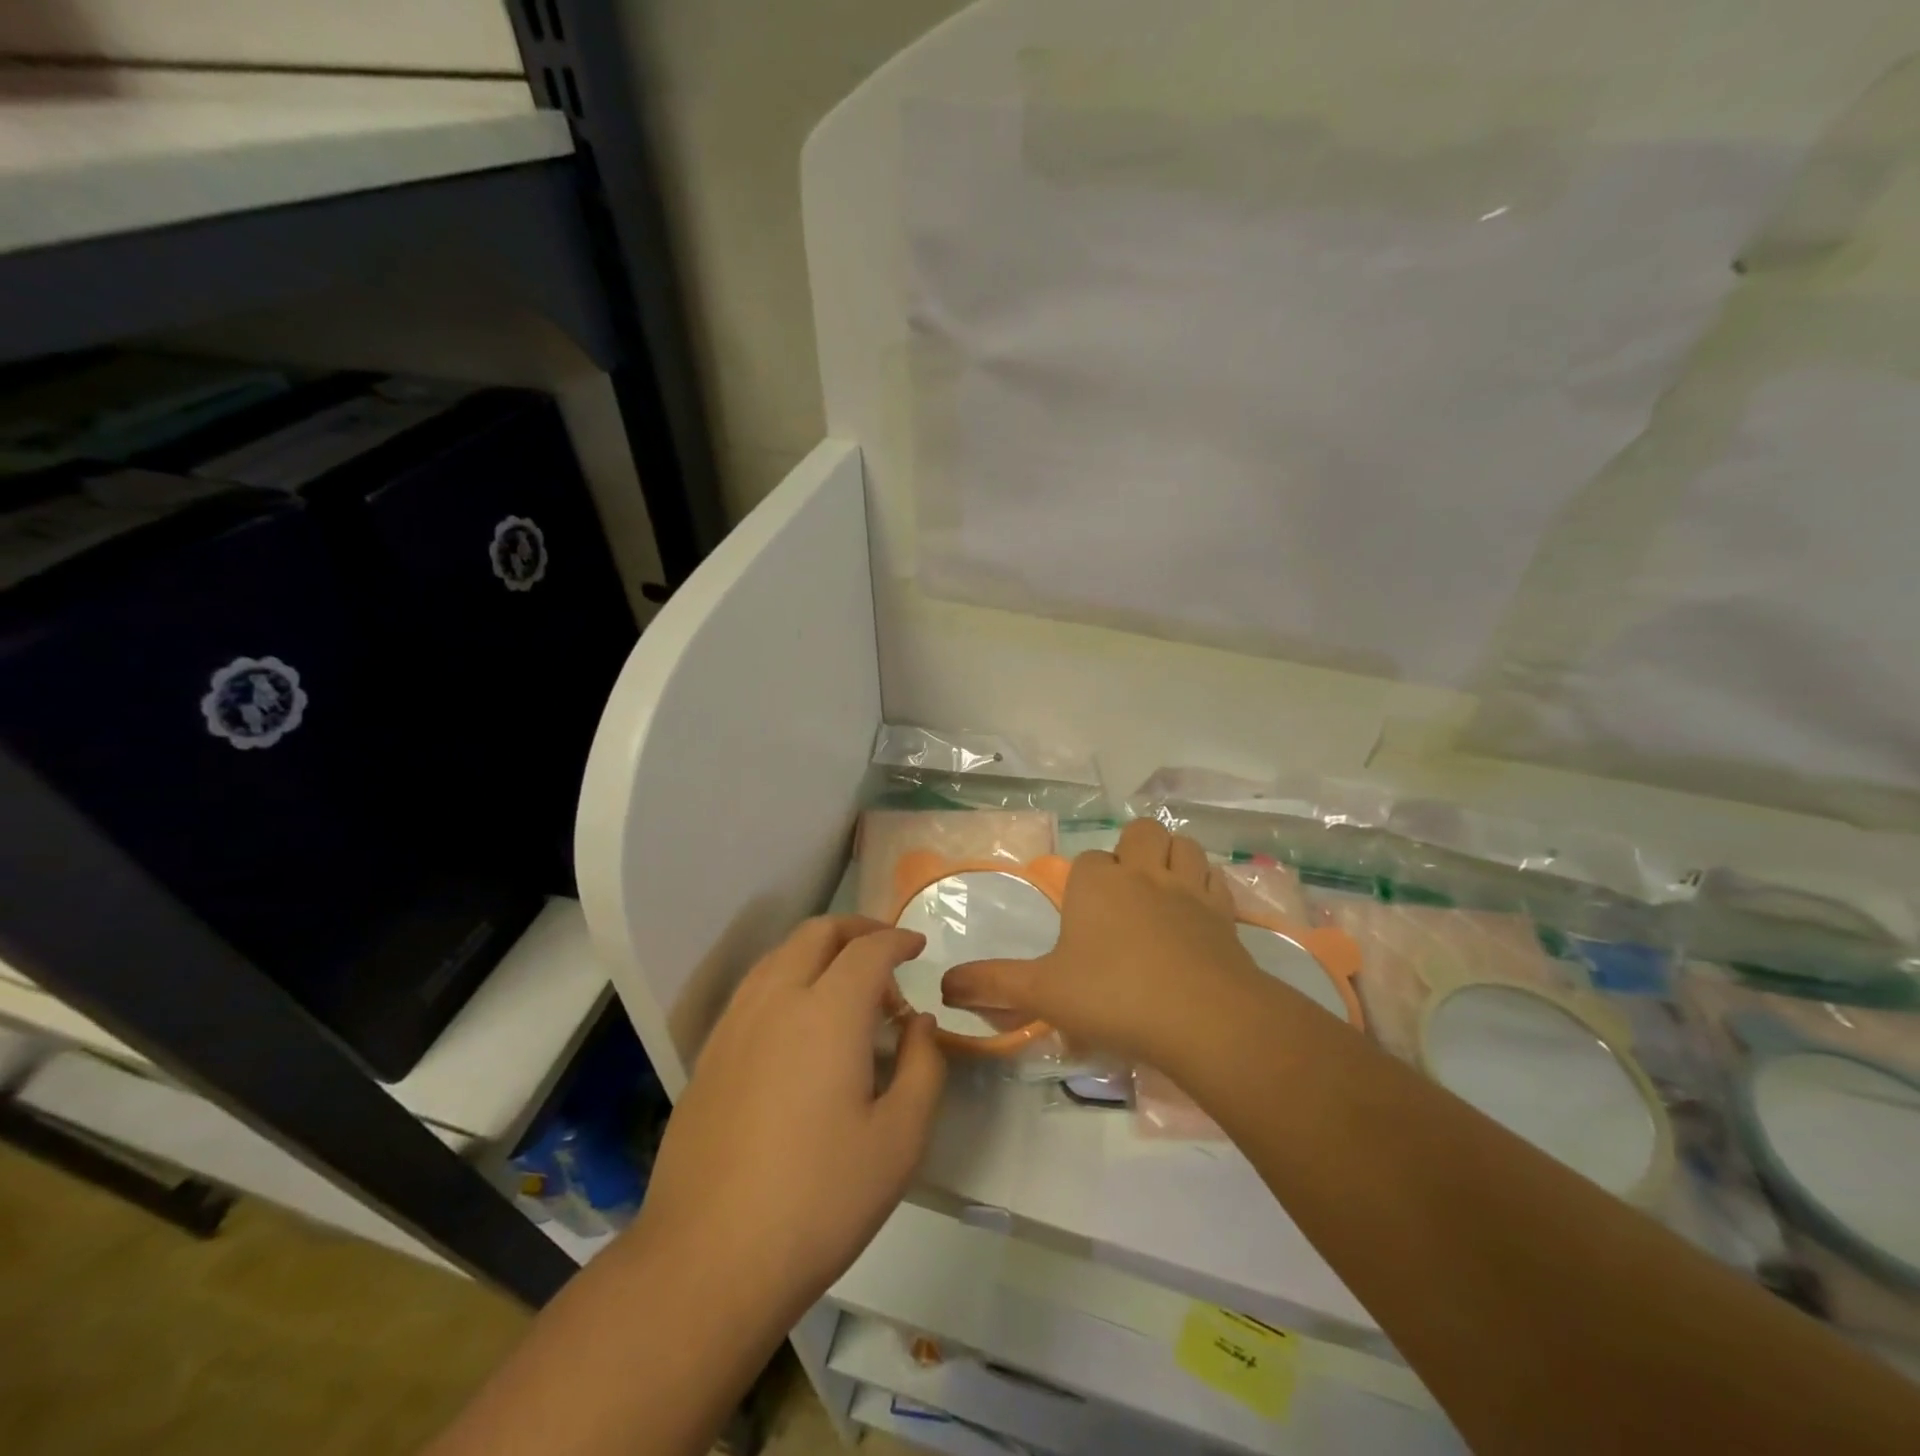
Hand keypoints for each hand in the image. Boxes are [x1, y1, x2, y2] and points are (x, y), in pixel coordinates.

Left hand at [635, 917, 945, 1321]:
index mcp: (828, 1012)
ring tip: (847, 987)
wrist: (707, 1260)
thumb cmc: (819, 1201)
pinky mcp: (709, 1055)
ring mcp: (734, 1025)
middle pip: (817, 933)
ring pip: (780, 955)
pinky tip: (800, 1024)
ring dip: (819, 951)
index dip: (897, 940)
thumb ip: (923, 1067)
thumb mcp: (900, 1141)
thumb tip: (918, 1023)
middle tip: (886, 953)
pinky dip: (788, 978)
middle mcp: (776, 1000)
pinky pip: (755, 989)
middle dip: (858, 930)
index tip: (918, 947)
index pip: (868, 950)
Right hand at [942, 819, 1261, 1066]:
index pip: (1088, 861)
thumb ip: (993, 985)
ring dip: (1172, 858)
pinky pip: (1216, 879)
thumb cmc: (1113, 996)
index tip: (1082, 918)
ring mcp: (1189, 889)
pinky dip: (1205, 885)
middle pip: (1140, 833)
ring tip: (1162, 891)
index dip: (1084, 883)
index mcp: (1098, 883)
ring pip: (1182, 845)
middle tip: (1125, 893)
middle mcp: (1143, 873)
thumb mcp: (1043, 993)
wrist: (1204, 1018)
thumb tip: (944, 986)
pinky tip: (1197, 912)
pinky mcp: (1225, 913)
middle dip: (1132, 850)